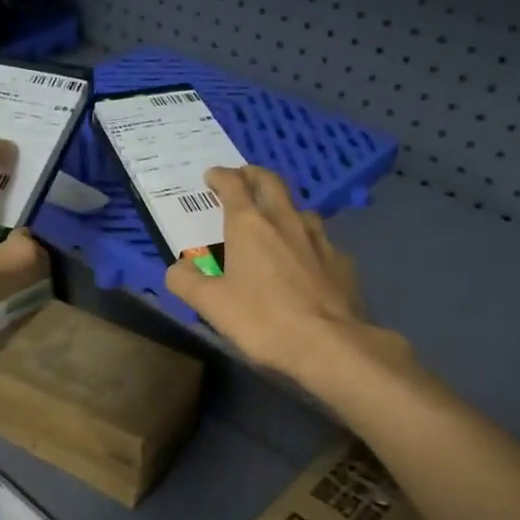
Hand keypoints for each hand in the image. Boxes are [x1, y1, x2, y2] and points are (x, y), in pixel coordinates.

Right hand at [164, 166, 404, 384]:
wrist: (329, 344)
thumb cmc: (263, 319)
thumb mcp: (211, 305)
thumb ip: (186, 281)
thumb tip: (177, 267)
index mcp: (249, 225)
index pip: (233, 185)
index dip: (220, 176)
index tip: (212, 175)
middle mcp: (286, 221)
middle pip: (271, 183)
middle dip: (254, 175)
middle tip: (244, 177)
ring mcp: (320, 239)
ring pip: (300, 210)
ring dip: (284, 207)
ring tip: (276, 220)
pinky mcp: (342, 262)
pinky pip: (321, 242)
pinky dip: (307, 242)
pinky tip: (305, 260)